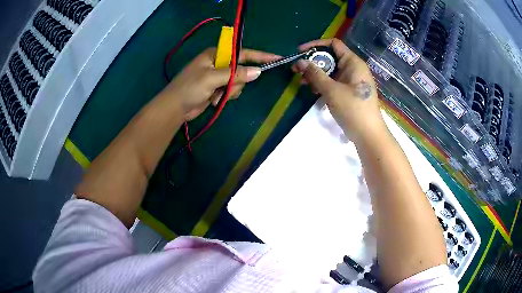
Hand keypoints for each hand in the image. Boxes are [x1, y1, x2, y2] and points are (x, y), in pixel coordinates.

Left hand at [161, 47, 279, 120]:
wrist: (175, 108)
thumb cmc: (190, 88)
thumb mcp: (212, 78)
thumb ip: (235, 74)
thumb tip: (258, 72)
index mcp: (216, 54)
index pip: (243, 53)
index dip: (260, 56)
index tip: (276, 58)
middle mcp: (219, 63)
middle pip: (242, 70)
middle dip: (236, 82)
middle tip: (224, 88)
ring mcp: (218, 77)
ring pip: (239, 83)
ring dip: (230, 91)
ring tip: (215, 96)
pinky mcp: (217, 89)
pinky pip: (232, 91)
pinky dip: (226, 97)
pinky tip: (214, 100)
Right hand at [293, 39, 384, 141]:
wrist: (368, 135)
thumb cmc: (353, 109)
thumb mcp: (331, 90)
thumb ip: (315, 74)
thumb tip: (299, 62)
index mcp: (353, 62)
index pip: (333, 44)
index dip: (316, 45)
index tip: (300, 52)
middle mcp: (353, 68)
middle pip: (331, 57)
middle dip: (313, 62)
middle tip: (297, 71)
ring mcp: (352, 80)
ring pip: (331, 71)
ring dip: (316, 74)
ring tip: (303, 83)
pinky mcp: (350, 91)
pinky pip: (334, 82)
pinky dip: (323, 84)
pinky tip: (314, 91)